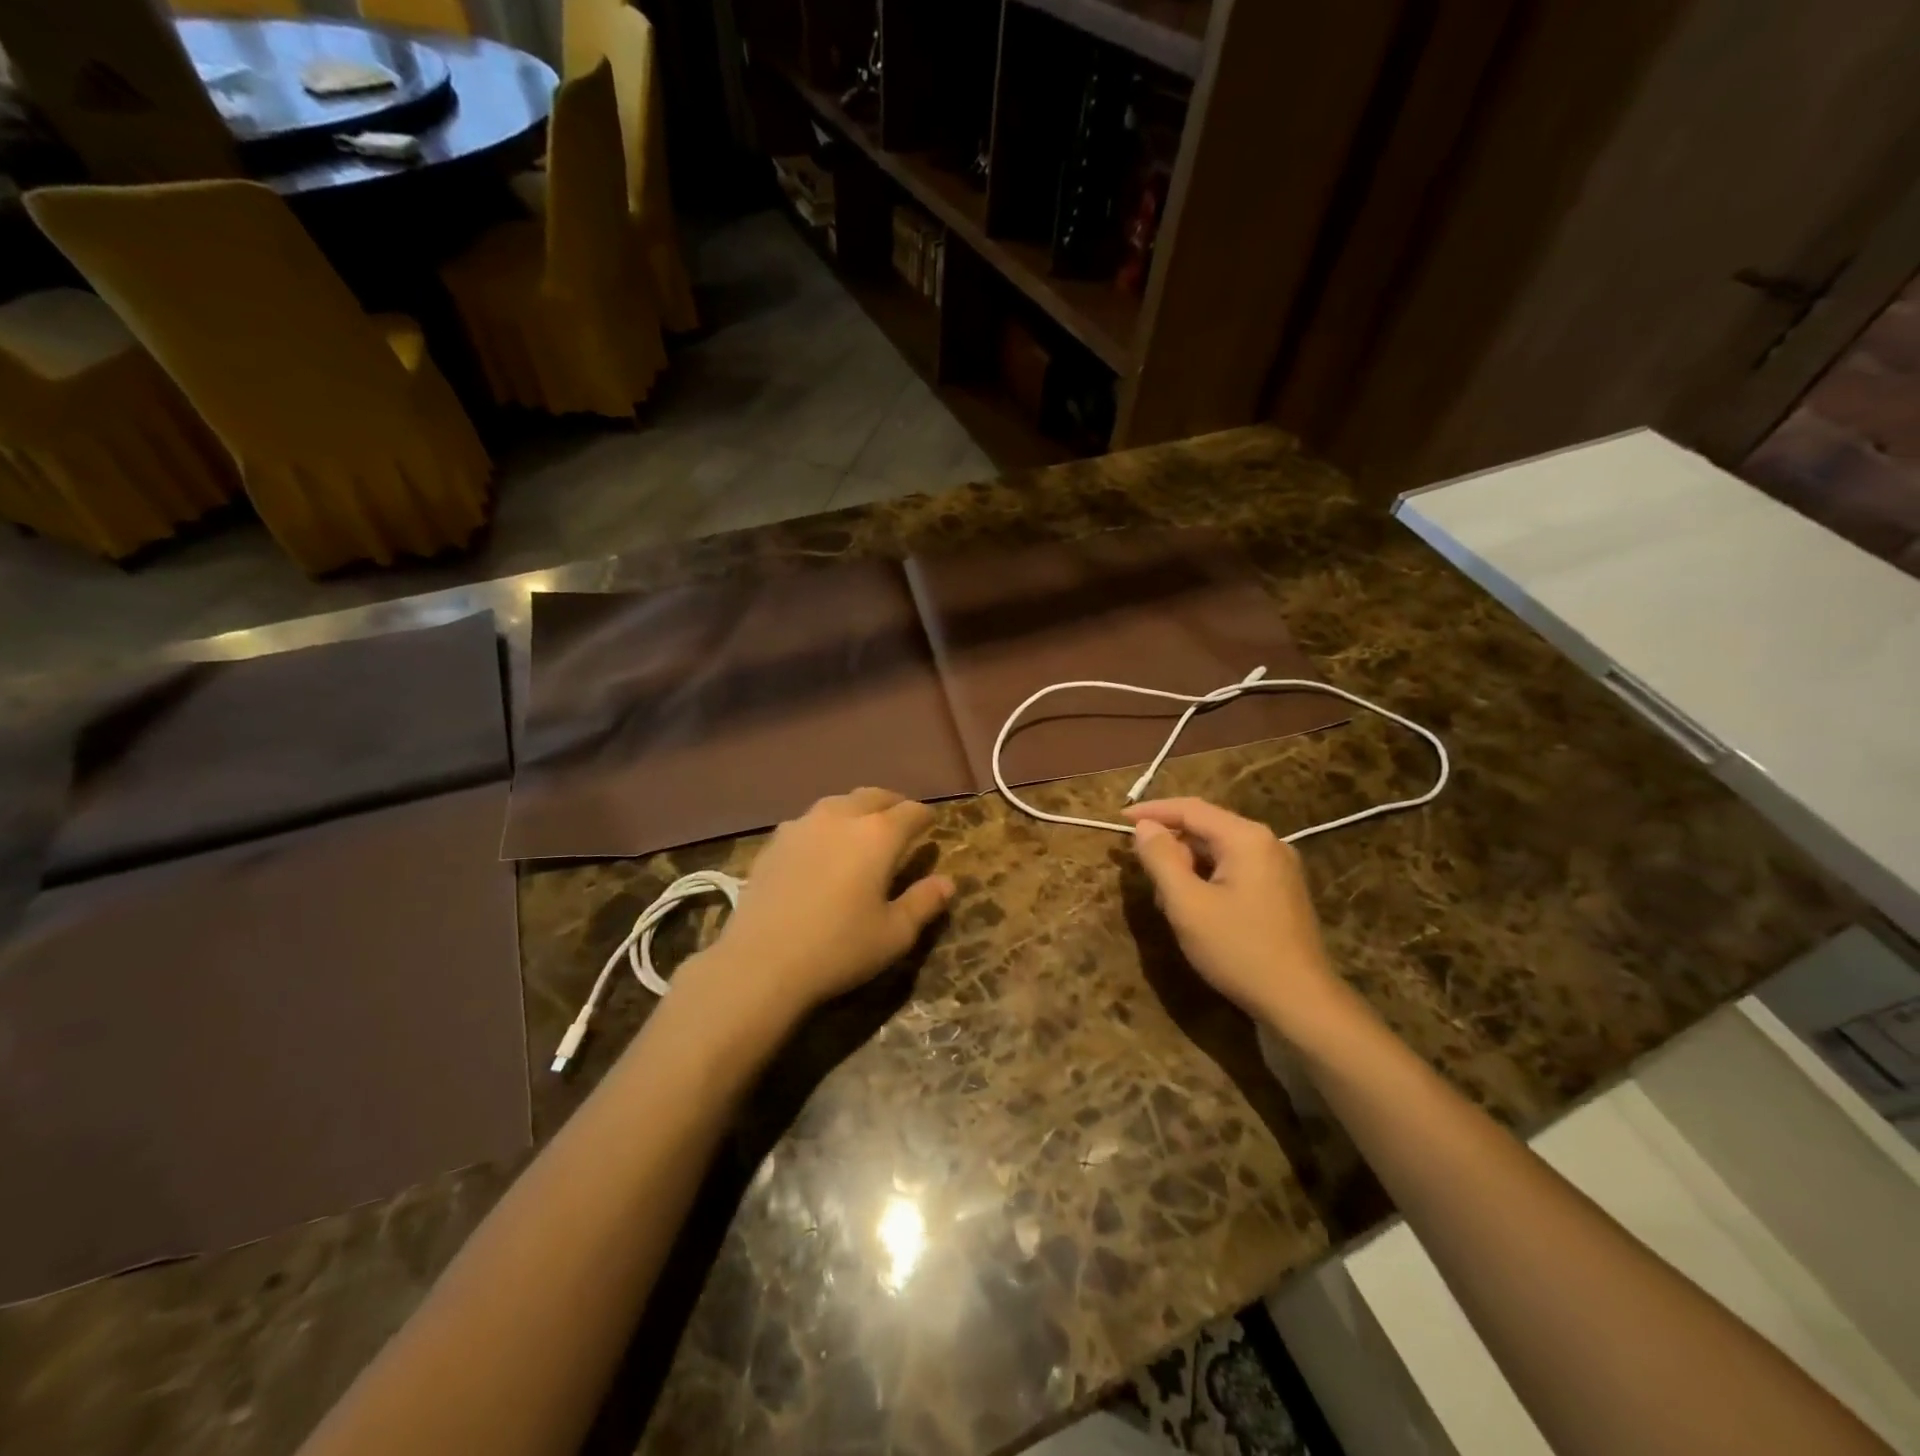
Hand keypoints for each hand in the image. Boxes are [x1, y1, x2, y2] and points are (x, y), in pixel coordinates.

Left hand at [691, 788, 953, 1021]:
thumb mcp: (894, 934)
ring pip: (838, 803)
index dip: (925, 816)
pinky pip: (809, 821)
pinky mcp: (775, 842)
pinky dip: (826, 826)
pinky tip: (822, 847)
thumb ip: (924, 903)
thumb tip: (947, 882)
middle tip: (901, 818)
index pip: (911, 812)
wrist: (761, 963)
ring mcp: (803, 826)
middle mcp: (841, 818)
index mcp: (878, 835)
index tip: (932, 823)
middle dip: (892, 804)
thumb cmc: (839, 948)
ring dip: (857, 809)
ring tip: (862, 827)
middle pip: (874, 796)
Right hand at [1125, 798, 1344, 1037]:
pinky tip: (1195, 910)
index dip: (1152, 811)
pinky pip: (1234, 870)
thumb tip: (1144, 826)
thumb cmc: (1239, 949)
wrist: (1301, 1003)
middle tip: (1144, 876)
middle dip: (1170, 847)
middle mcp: (1267, 843)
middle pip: (1206, 828)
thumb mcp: (1187, 904)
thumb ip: (1161, 858)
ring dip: (1187, 867)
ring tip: (1167, 901)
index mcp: (1246, 838)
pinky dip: (1207, 880)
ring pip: (1218, 852)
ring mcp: (1278, 868)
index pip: (1190, 808)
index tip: (1119, 820)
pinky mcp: (1280, 892)